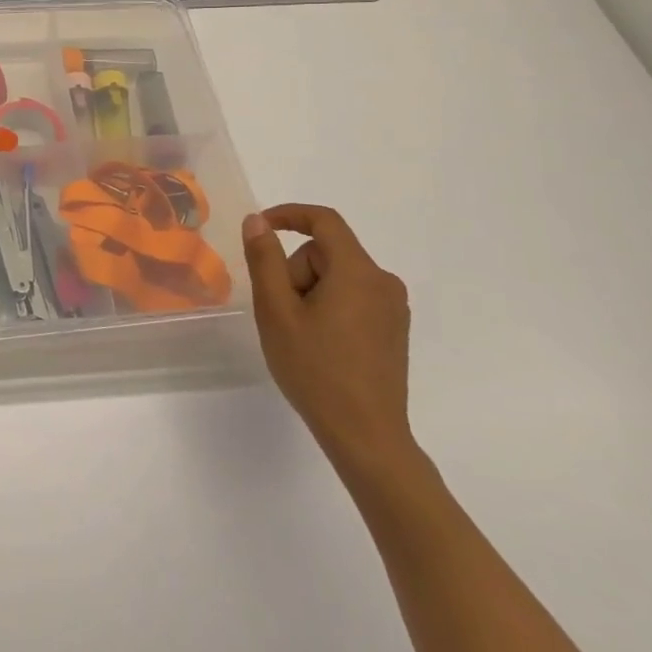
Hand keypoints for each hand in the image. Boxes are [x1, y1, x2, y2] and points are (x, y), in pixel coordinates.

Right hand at [242, 204, 417, 478]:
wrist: (366, 437)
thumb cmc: (316, 370)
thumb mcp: (277, 311)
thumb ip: (265, 259)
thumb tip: (258, 221)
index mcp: (357, 272)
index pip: (324, 221)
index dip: (288, 215)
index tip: (259, 228)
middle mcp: (383, 282)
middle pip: (326, 253)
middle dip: (296, 272)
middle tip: (281, 313)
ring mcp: (393, 308)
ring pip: (337, 277)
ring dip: (311, 292)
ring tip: (299, 334)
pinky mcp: (394, 330)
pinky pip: (353, 298)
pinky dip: (329, 307)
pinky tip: (320, 345)